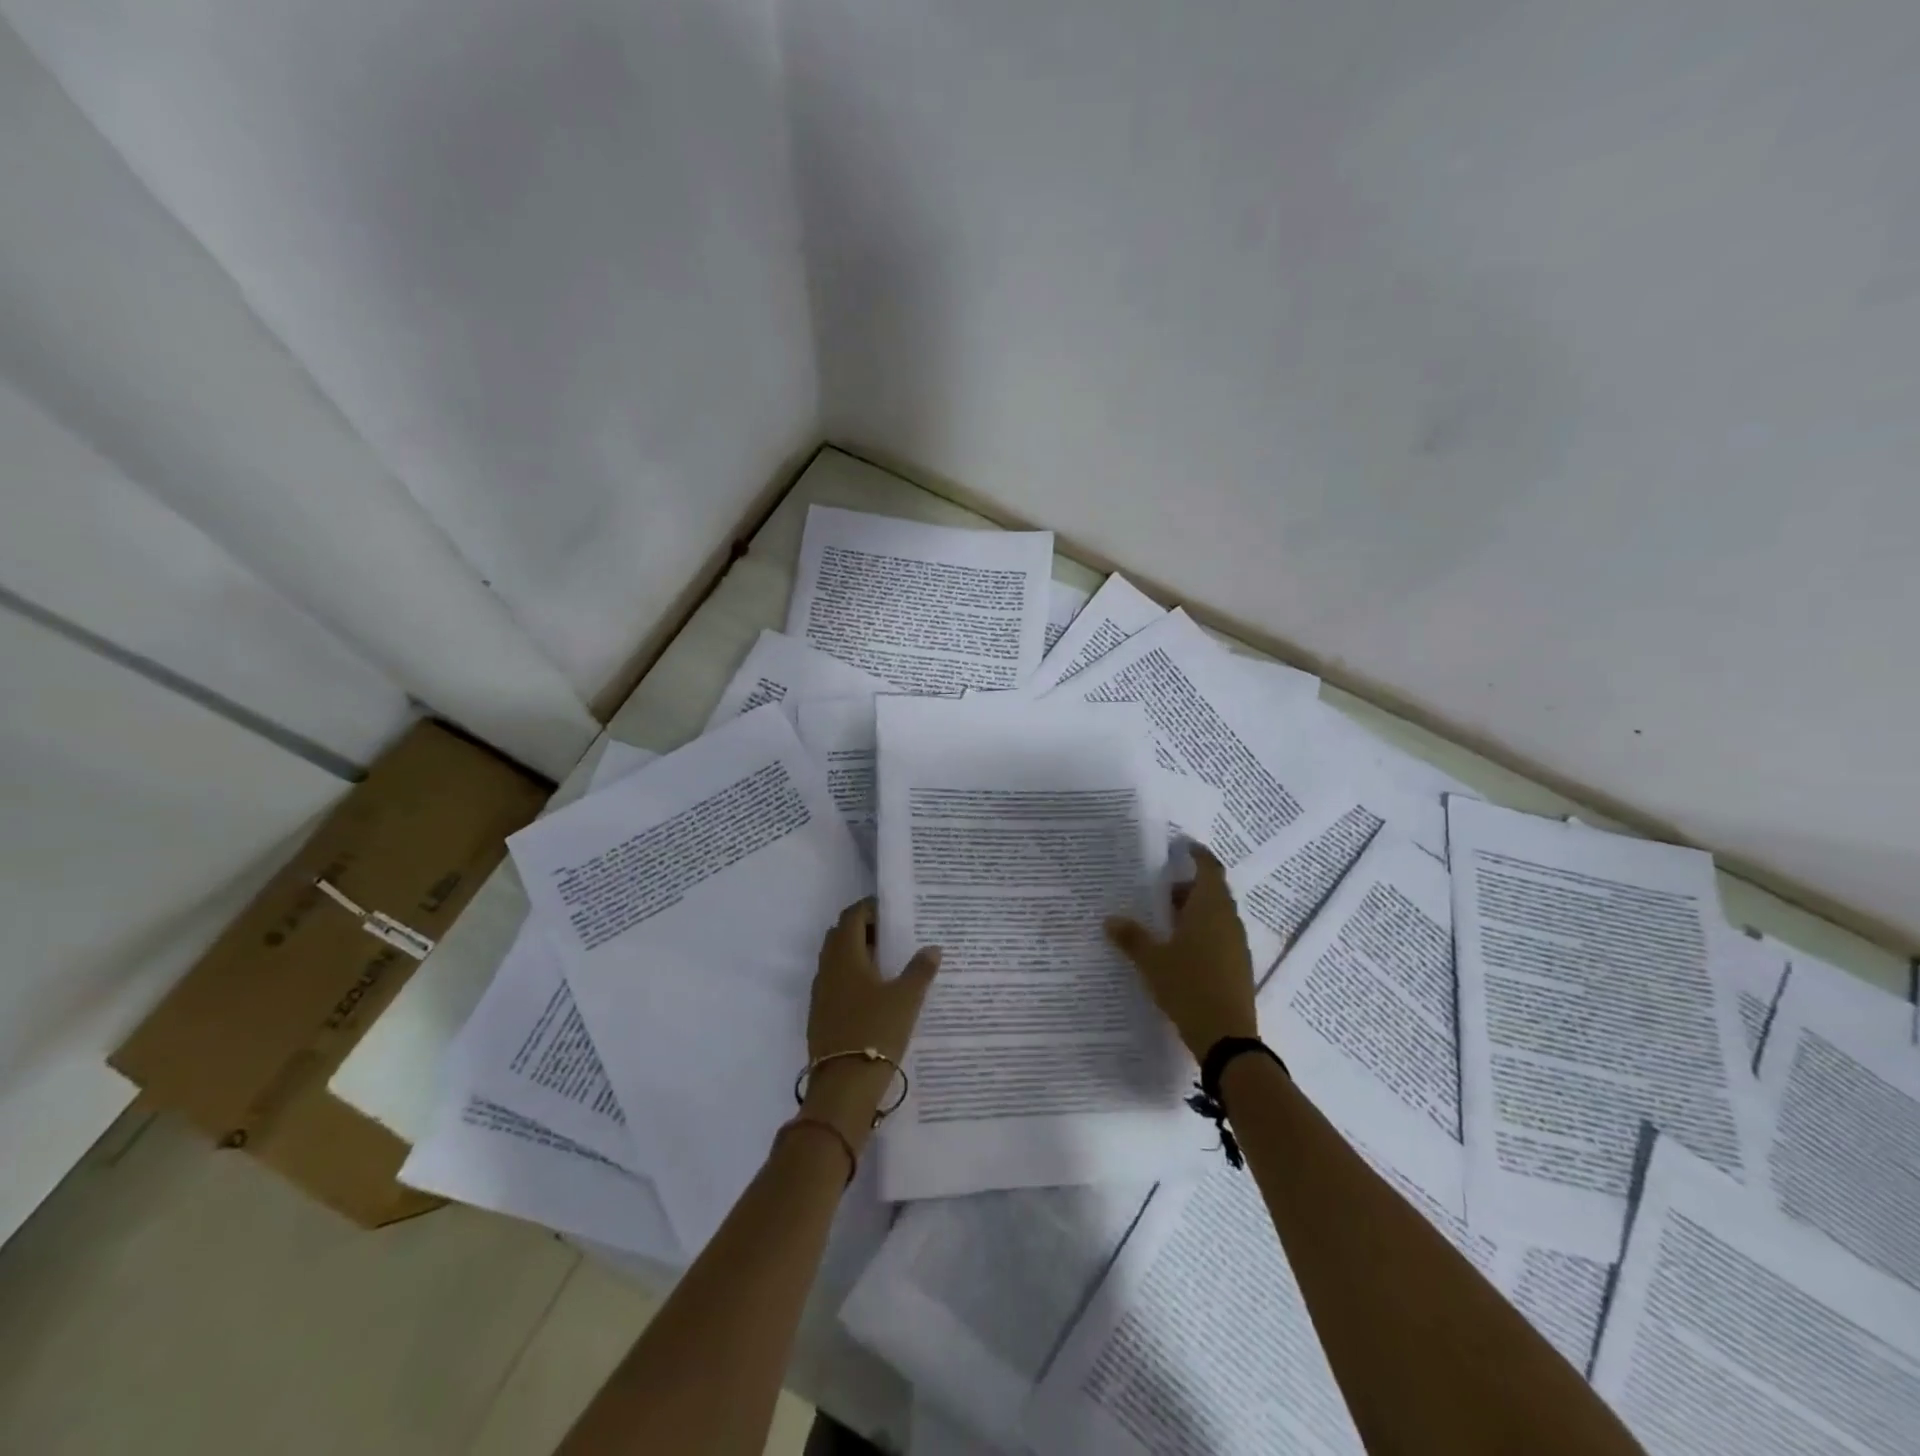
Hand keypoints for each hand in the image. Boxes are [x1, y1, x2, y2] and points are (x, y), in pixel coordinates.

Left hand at [801, 899, 940, 1149]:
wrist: (843, 1085)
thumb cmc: (876, 1031)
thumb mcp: (907, 999)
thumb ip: (920, 970)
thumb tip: (932, 948)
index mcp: (846, 956)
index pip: (852, 917)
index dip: (869, 909)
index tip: (891, 911)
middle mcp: (828, 969)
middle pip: (840, 935)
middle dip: (863, 929)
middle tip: (891, 935)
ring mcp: (820, 994)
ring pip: (835, 960)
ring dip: (856, 954)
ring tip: (886, 964)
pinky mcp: (820, 1016)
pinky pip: (834, 983)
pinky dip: (851, 977)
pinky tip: (873, 994)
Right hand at [1105, 845, 1256, 1061]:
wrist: (1227, 1038)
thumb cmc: (1188, 986)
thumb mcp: (1152, 961)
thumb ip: (1131, 937)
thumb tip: (1109, 919)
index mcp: (1210, 908)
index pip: (1209, 869)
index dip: (1197, 855)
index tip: (1182, 846)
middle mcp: (1228, 920)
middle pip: (1212, 891)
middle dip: (1188, 886)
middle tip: (1160, 889)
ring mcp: (1236, 944)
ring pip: (1216, 915)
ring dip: (1194, 911)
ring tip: (1164, 919)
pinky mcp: (1238, 966)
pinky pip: (1219, 935)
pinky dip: (1201, 932)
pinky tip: (1179, 948)